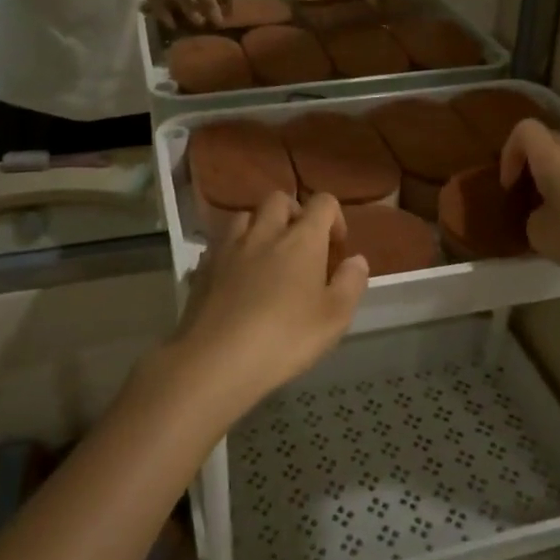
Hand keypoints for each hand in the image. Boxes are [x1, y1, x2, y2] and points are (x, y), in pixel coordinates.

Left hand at [140, 193, 367, 426]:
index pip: (322, 202)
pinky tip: (237, 277)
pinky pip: (221, 244)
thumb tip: (355, 259)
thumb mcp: (334, 318)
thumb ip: (350, 283)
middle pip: (279, 200)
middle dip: (294, 214)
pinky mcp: (203, 267)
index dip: (334, 218)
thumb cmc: (285, 338)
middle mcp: (264, 232)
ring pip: (246, 216)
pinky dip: (234, 250)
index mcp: (301, 239)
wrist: (215, 360)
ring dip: (260, 227)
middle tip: (301, 246)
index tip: (336, 248)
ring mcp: (229, 247)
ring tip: (266, 257)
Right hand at [500, 120, 559, 280]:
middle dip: (532, 167)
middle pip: (548, 143)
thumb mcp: (542, 237)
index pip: (524, 130)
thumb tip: (542, 215)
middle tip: (528, 199)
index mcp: (554, 158)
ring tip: (557, 217)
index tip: (511, 185)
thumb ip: (532, 220)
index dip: (510, 153)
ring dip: (558, 182)